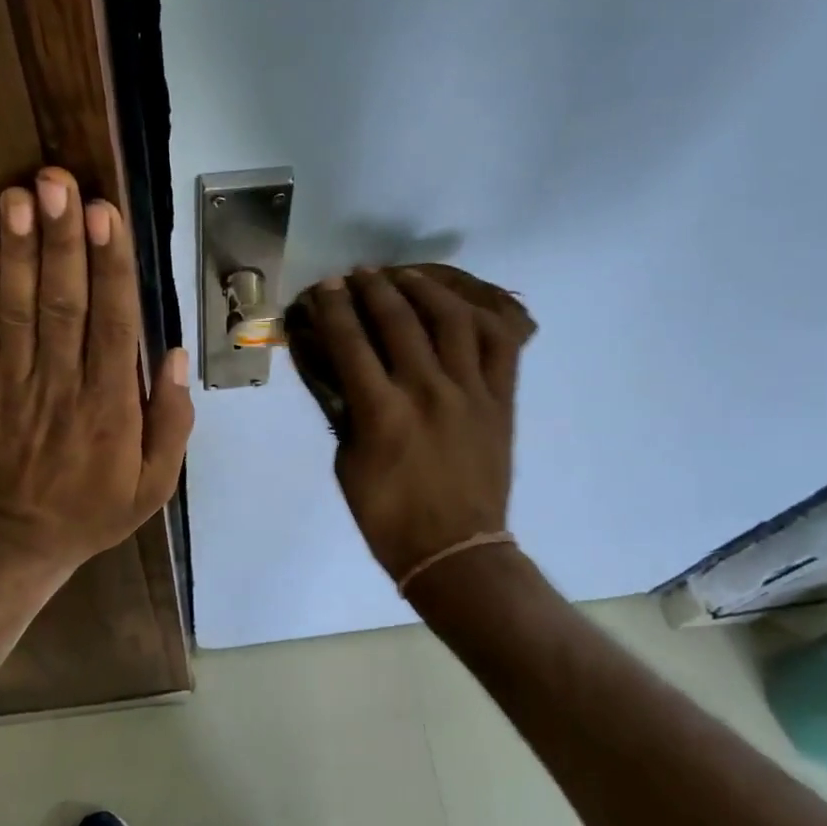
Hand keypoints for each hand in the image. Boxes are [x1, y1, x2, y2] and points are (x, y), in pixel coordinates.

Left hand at [0, 166, 192, 571]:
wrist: (18, 539)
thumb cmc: (95, 508)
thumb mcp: (155, 484)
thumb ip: (171, 422)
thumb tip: (176, 356)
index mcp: (110, 407)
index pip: (113, 324)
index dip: (110, 267)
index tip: (107, 215)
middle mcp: (62, 385)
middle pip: (64, 303)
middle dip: (62, 239)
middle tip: (57, 182)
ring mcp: (13, 385)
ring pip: (18, 309)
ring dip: (20, 250)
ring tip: (19, 195)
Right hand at [298, 268, 526, 583]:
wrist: (455, 551)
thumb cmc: (389, 518)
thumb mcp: (348, 466)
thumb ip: (347, 416)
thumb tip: (346, 378)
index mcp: (381, 412)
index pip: (351, 342)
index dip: (334, 309)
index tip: (326, 288)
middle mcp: (426, 390)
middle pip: (399, 320)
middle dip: (373, 288)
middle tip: (359, 274)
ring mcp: (470, 392)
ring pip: (452, 319)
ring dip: (425, 290)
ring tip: (406, 277)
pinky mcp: (500, 400)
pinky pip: (499, 344)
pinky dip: (481, 316)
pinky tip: (461, 305)